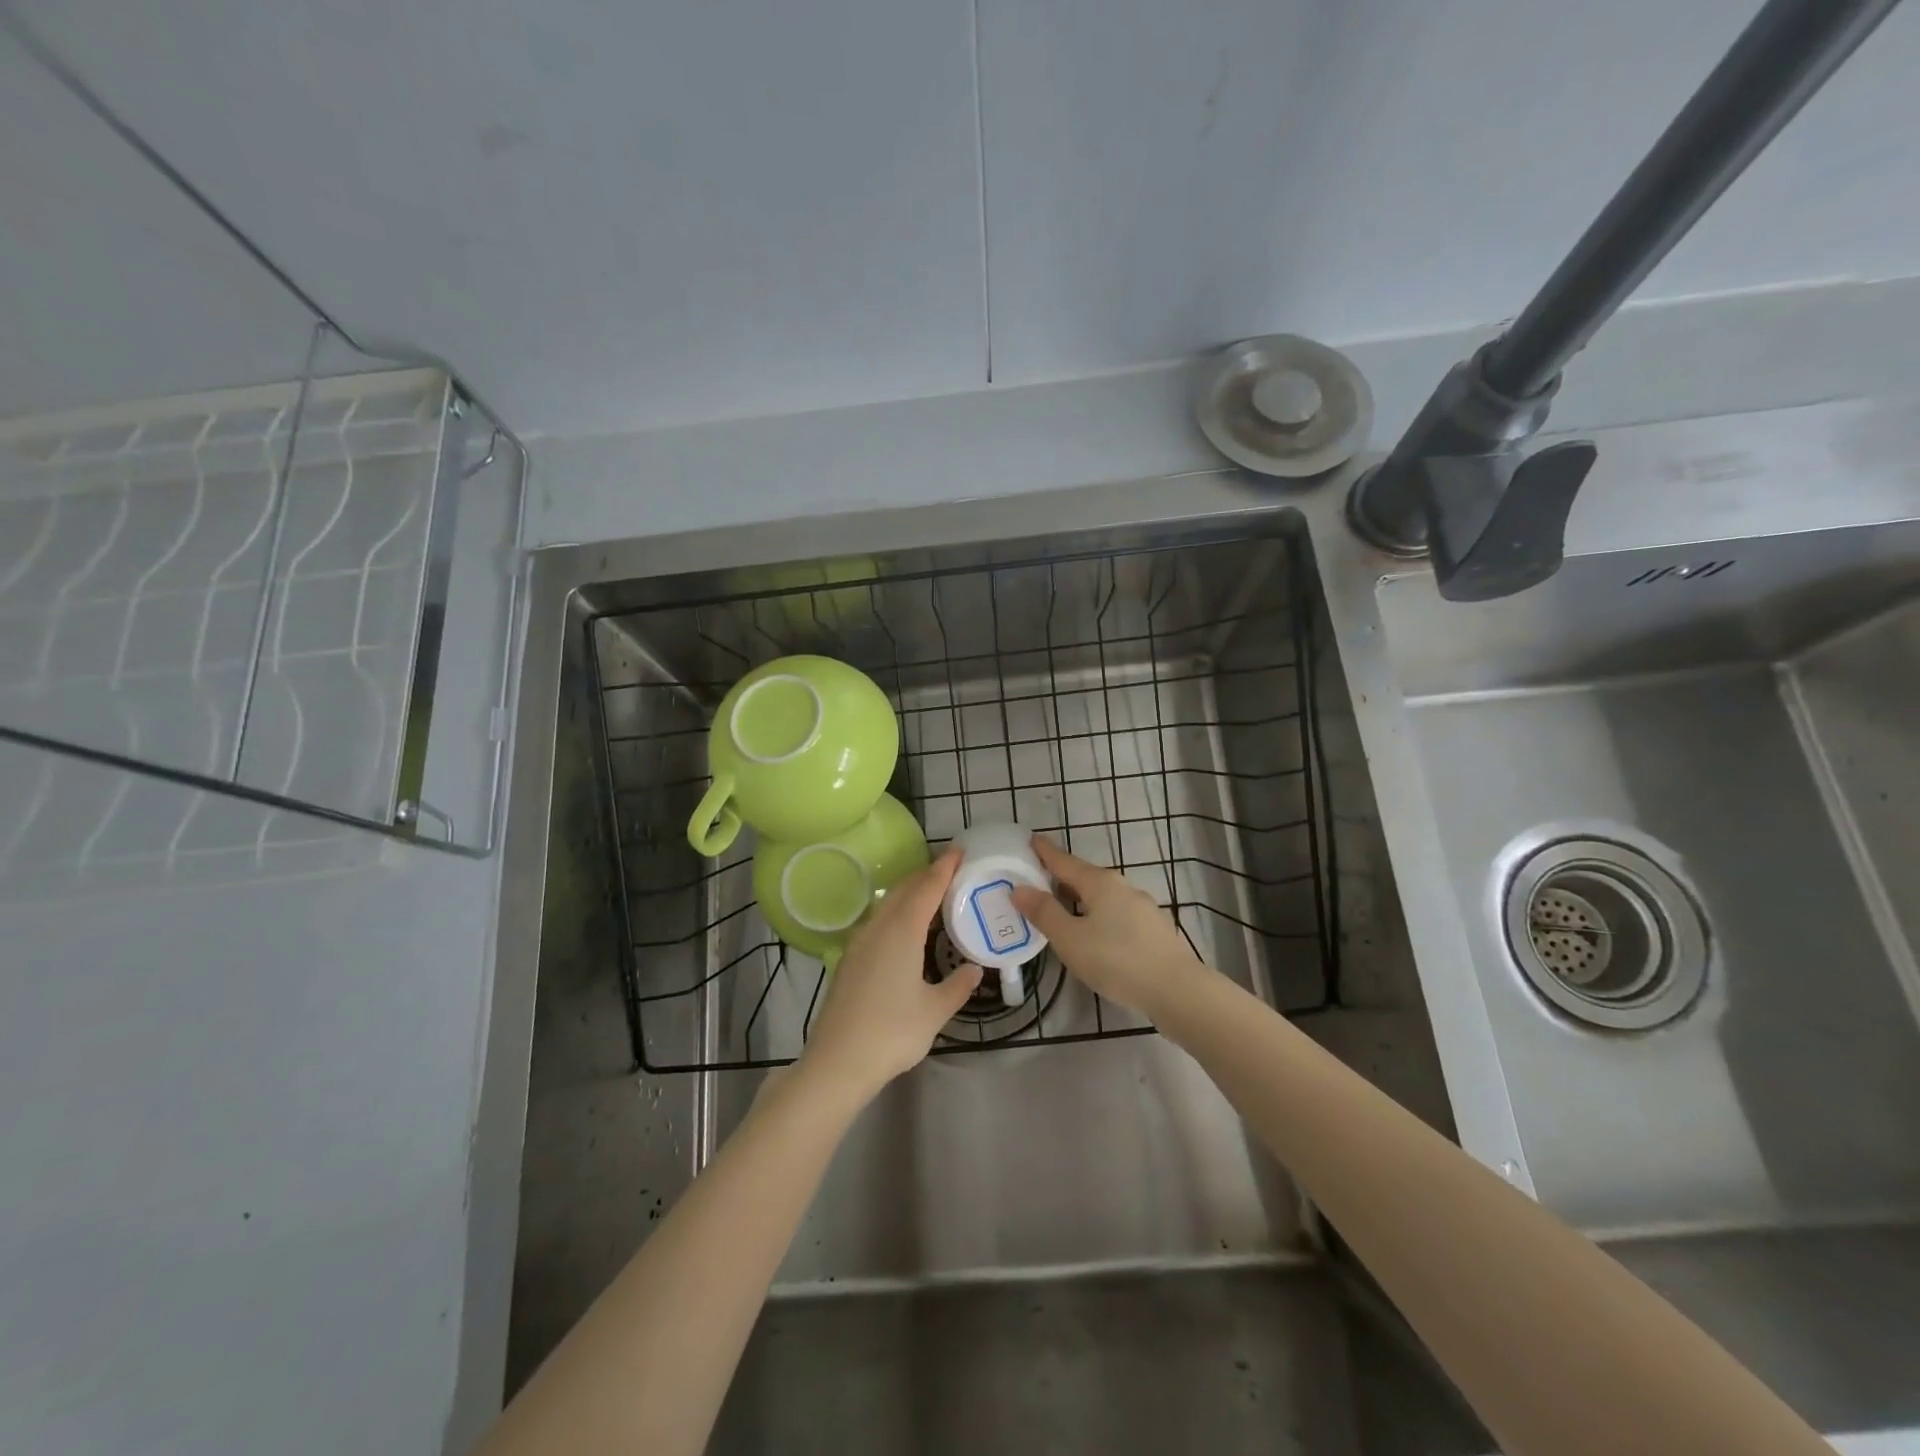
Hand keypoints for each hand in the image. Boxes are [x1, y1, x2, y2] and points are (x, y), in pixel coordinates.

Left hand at [800, 848, 981, 1099]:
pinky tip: (906, 929)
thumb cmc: (892, 1032)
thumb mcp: (935, 1011)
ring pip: (887, 904)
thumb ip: (957, 986)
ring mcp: (860, 943)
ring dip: (910, 893)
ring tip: (932, 895)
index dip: (943, 868)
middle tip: (951, 870)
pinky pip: (878, 921)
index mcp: (902, 932)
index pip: (926, 888)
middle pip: (904, 890)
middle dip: (926, 875)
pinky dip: (897, 912)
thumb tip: (974, 969)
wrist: (838, 1061)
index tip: (958, 851)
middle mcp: (878, 928)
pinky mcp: (850, 959)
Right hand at [1011, 835, 1207, 1021]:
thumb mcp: (1070, 939)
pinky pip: (1116, 914)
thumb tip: (1019, 888)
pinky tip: (1093, 934)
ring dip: (1080, 899)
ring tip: (1060, 909)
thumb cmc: (1117, 960)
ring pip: (1102, 897)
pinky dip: (1097, 916)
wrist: (1178, 991)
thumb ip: (1044, 913)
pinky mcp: (1153, 931)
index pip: (1064, 861)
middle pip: (1084, 877)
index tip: (1030, 840)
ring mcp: (1142, 908)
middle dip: (1061, 878)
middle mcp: (1123, 887)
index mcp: (1100, 883)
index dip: (1045, 852)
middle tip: (1036, 881)